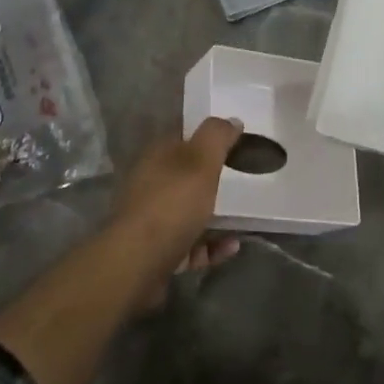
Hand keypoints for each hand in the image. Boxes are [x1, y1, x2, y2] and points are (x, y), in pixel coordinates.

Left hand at [108, 117, 244, 305]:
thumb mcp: (201, 160)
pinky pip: (191, 244)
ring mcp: (152, 219)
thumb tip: (232, 120)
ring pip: (190, 212)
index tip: (238, 145)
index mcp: (157, 156)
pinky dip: (212, 245)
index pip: (184, 138)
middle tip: (244, 183)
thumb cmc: (172, 203)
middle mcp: (151, 184)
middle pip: (187, 177)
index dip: (209, 139)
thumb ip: (217, 136)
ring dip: (218, 216)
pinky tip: (232, 246)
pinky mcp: (158, 251)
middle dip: (214, 180)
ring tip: (244, 219)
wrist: (138, 263)